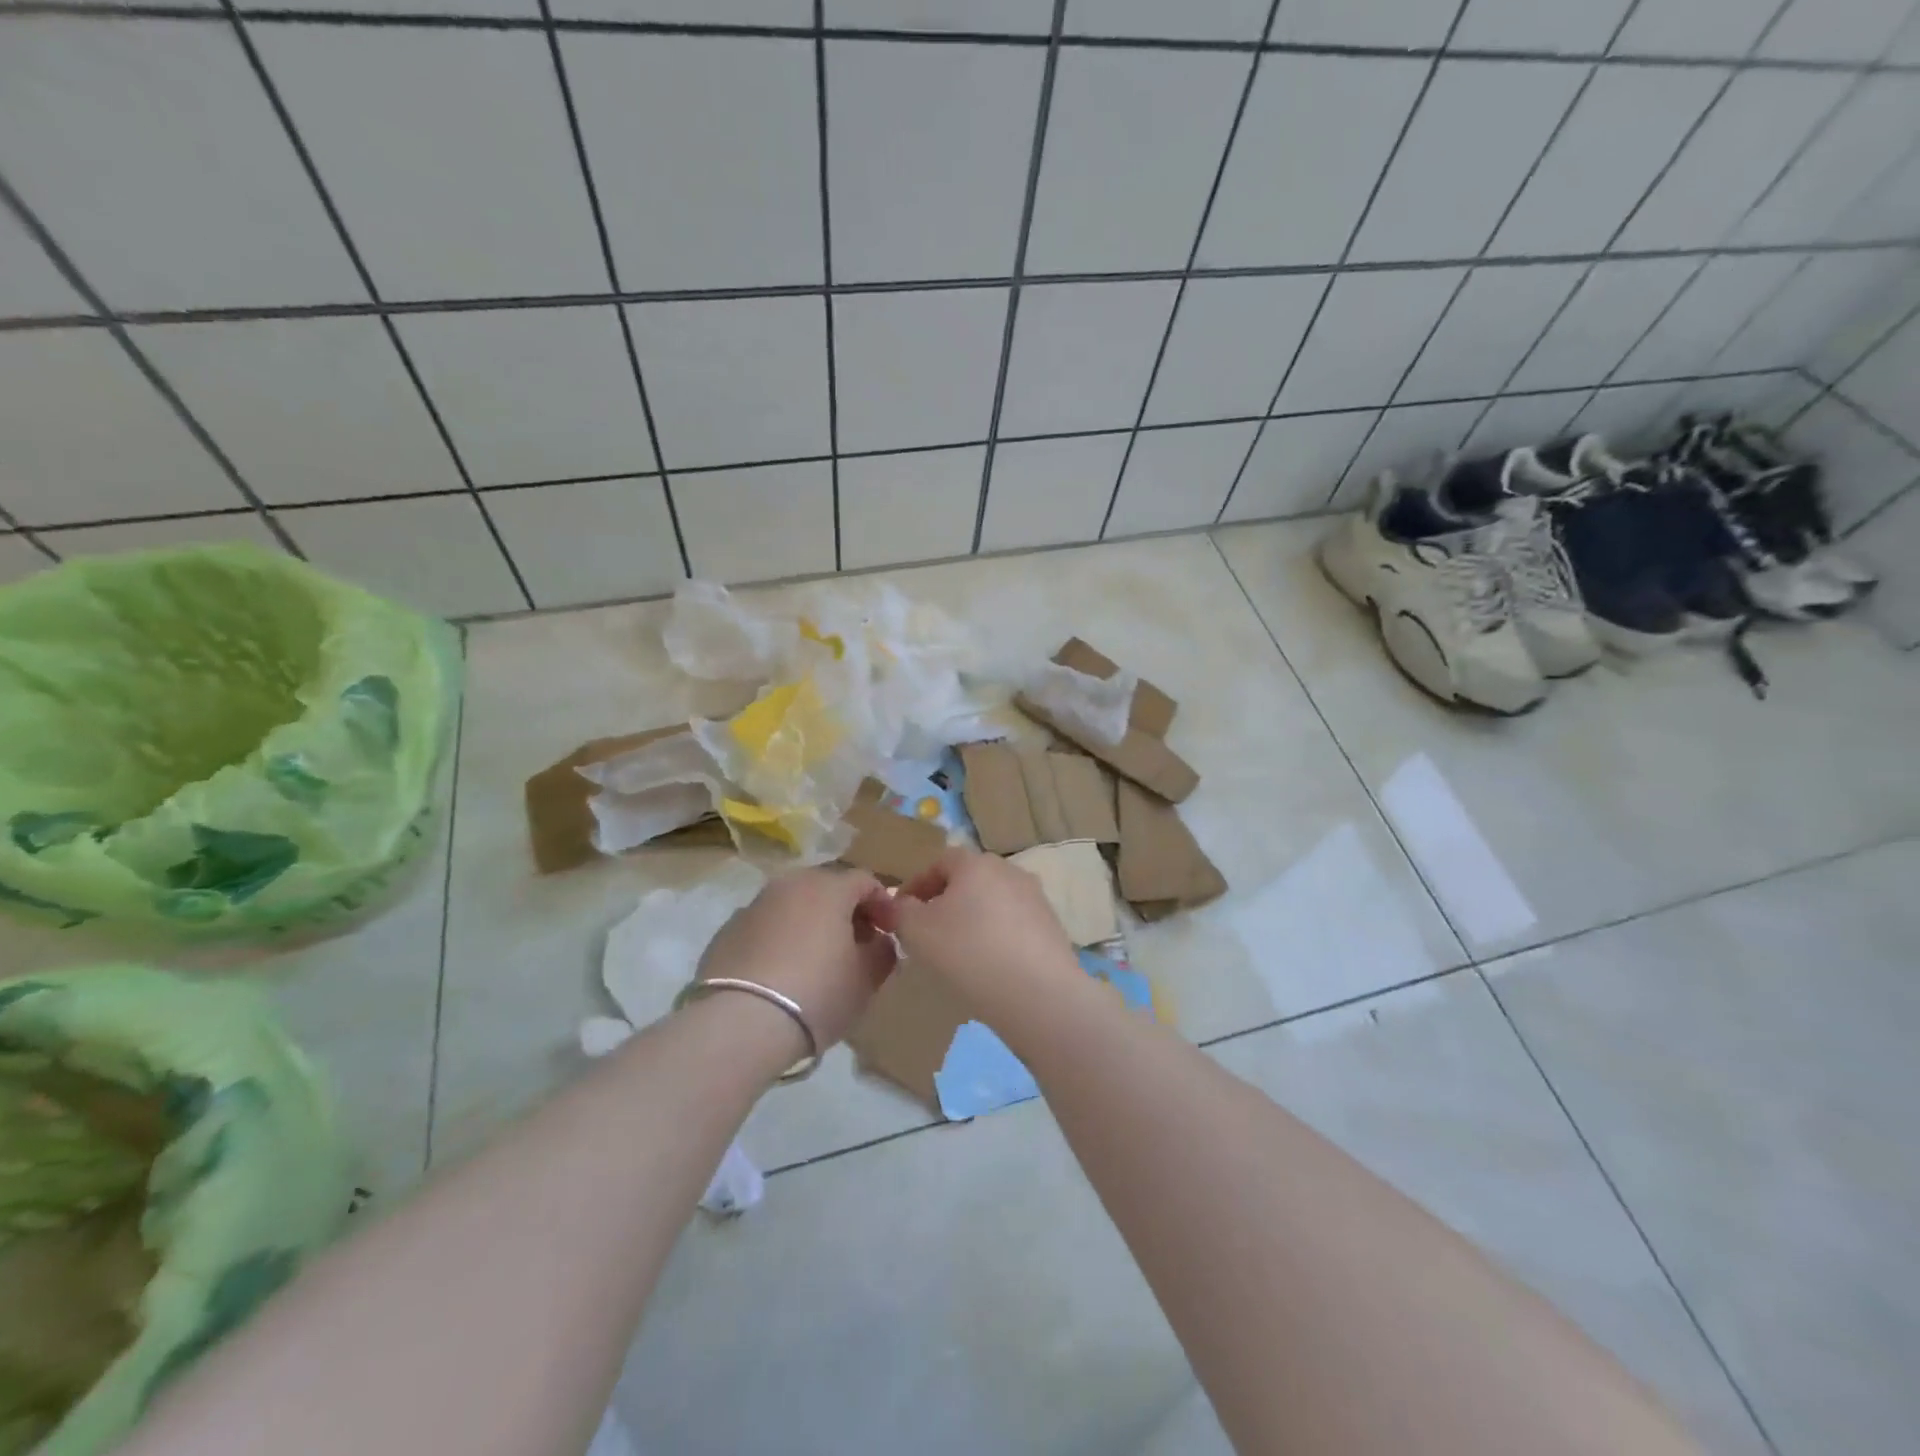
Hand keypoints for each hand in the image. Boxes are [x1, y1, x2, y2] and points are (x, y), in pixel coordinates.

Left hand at [697, 868, 895, 1049]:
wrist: (740, 1024)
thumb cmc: (817, 994)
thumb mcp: (866, 978)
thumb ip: (882, 951)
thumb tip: (878, 941)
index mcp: (828, 887)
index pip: (866, 881)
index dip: (883, 905)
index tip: (889, 934)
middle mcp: (790, 884)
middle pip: (827, 888)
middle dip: (846, 911)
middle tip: (855, 944)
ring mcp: (754, 905)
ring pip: (793, 905)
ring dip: (811, 923)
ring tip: (817, 960)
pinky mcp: (726, 931)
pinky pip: (766, 927)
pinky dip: (780, 940)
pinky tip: (781, 973)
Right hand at [862, 848, 1082, 1020]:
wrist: (1038, 995)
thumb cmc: (969, 953)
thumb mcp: (917, 932)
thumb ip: (899, 911)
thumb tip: (895, 903)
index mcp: (976, 863)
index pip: (939, 862)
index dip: (916, 885)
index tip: (900, 913)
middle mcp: (1009, 871)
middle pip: (968, 881)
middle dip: (944, 902)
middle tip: (926, 933)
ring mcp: (1035, 898)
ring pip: (991, 904)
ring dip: (971, 921)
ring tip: (956, 954)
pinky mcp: (1051, 928)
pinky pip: (1012, 926)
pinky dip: (995, 939)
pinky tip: (987, 968)